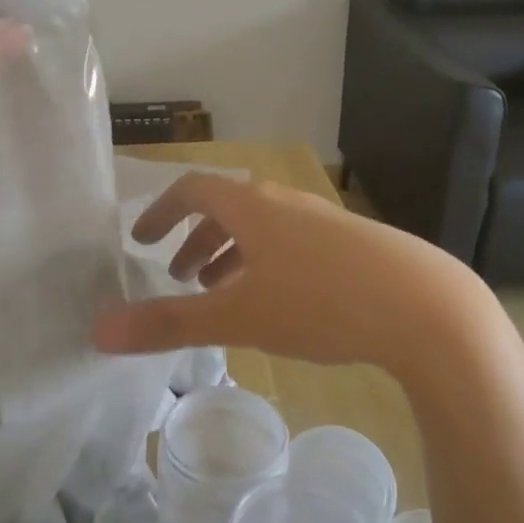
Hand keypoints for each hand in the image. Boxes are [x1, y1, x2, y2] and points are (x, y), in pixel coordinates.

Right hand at [89, 174, 492, 375]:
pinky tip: (279, 303)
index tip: (141, 240)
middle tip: (179, 275)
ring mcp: (324, 220)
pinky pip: (293, 243)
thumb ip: (167, 324)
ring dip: (233, 253)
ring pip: (263, 228)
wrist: (425, 307)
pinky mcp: (354, 244)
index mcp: (252, 206)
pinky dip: (267, 263)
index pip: (193, 191)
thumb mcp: (237, 317)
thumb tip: (98, 331)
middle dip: (197, 239)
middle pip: (228, 208)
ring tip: (222, 291)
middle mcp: (286, 203)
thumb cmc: (320, 302)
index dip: (161, 212)